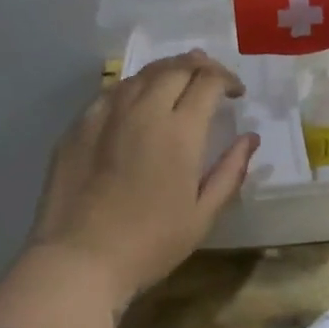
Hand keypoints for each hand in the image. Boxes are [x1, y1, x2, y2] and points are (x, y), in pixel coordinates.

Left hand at [25, 50, 259, 308]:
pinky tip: (136, 101)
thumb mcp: (203, 215)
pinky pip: (112, 91)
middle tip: (211, 79)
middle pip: (176, 68)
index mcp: (180, 131)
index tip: (236, 94)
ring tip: (178, 81)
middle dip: (200, 66)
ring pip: (142, 74)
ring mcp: (106, 114)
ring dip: (167, 71)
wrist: (78, 261)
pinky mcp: (78, 125)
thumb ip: (230, 170)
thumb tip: (250, 138)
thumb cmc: (150, 244)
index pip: (208, 81)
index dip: (227, 79)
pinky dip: (134, 87)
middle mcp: (144, 110)